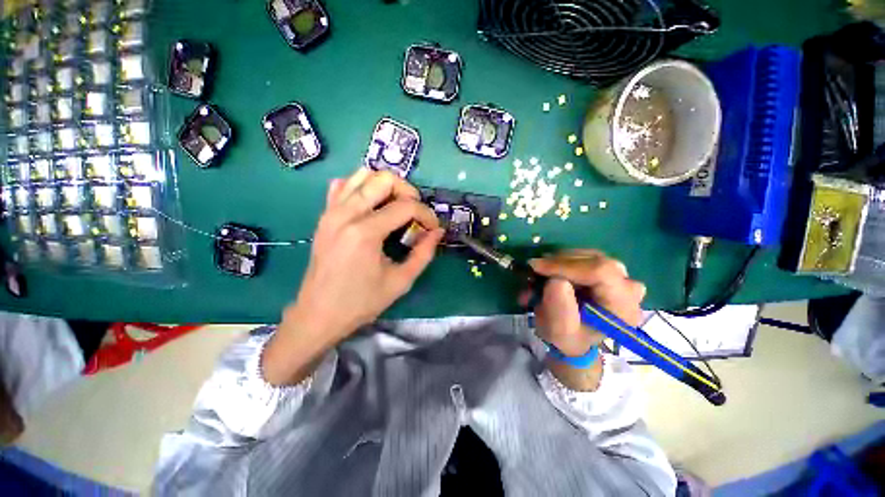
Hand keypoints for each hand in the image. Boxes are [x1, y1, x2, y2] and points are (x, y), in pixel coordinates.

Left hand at [289, 168, 443, 341]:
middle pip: (383, 179)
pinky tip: (371, 205)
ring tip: (396, 206)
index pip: (405, 206)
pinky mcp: (324, 215)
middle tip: (415, 212)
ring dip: (385, 185)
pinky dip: (361, 187)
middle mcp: (346, 214)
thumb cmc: (361, 302)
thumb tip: (438, 232)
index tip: (433, 228)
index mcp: (364, 233)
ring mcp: (331, 211)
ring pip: (362, 175)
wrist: (318, 315)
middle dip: (408, 191)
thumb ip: (423, 254)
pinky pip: (343, 185)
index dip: (426, 214)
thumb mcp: (400, 281)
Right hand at [526, 250, 645, 356]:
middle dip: (559, 263)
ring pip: (587, 255)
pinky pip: (584, 256)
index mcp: (623, 307)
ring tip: (539, 273)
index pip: (601, 272)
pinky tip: (550, 271)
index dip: (566, 266)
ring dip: (558, 261)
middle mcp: (629, 288)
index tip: (537, 267)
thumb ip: (560, 309)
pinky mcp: (608, 270)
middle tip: (534, 270)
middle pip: (594, 260)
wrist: (574, 337)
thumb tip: (557, 280)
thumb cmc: (567, 337)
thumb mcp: (559, 331)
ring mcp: (621, 276)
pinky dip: (562, 261)